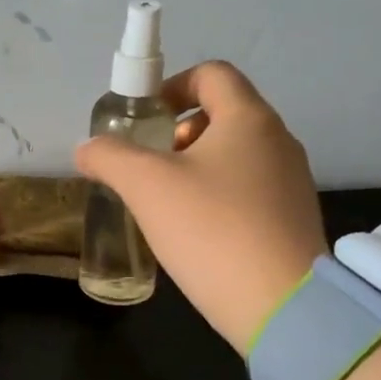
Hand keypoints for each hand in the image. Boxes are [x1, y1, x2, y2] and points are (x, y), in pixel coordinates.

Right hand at [75, 61, 326, 352]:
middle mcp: (279, 141)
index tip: (144, 120)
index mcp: (249, 119)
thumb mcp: (147, 187)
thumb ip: (110, 158)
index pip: (211, 74)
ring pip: (235, 156)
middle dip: (177, 135)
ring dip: (195, 169)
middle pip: (222, 115)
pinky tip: (197, 234)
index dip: (171, 86)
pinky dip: (218, 198)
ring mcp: (292, 182)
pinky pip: (249, 191)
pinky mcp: (293, 219)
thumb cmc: (212, 230)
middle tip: (149, 169)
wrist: (282, 306)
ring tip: (167, 206)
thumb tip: (87, 148)